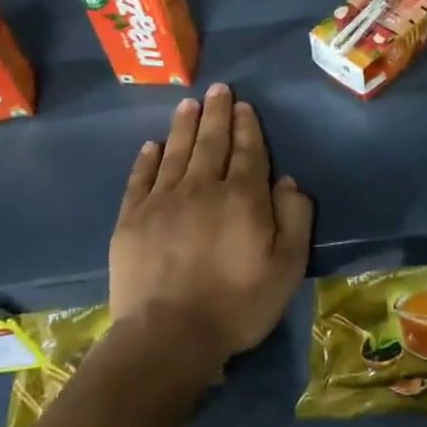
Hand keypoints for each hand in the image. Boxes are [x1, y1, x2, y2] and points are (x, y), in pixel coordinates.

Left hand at [109, 84, 312, 371]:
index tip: (243, 105)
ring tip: (189, 103)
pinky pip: (140, 178)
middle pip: (211, 142)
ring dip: (184, 125)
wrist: (167, 337)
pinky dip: (147, 159)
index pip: (247, 151)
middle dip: (216, 113)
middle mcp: (202, 188)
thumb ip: (294, 219)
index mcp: (242, 197)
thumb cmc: (237, 304)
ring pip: (176, 152)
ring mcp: (163, 201)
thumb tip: (288, 182)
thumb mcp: (286, 267)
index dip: (246, 126)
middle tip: (218, 89)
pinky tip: (152, 145)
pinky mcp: (131, 220)